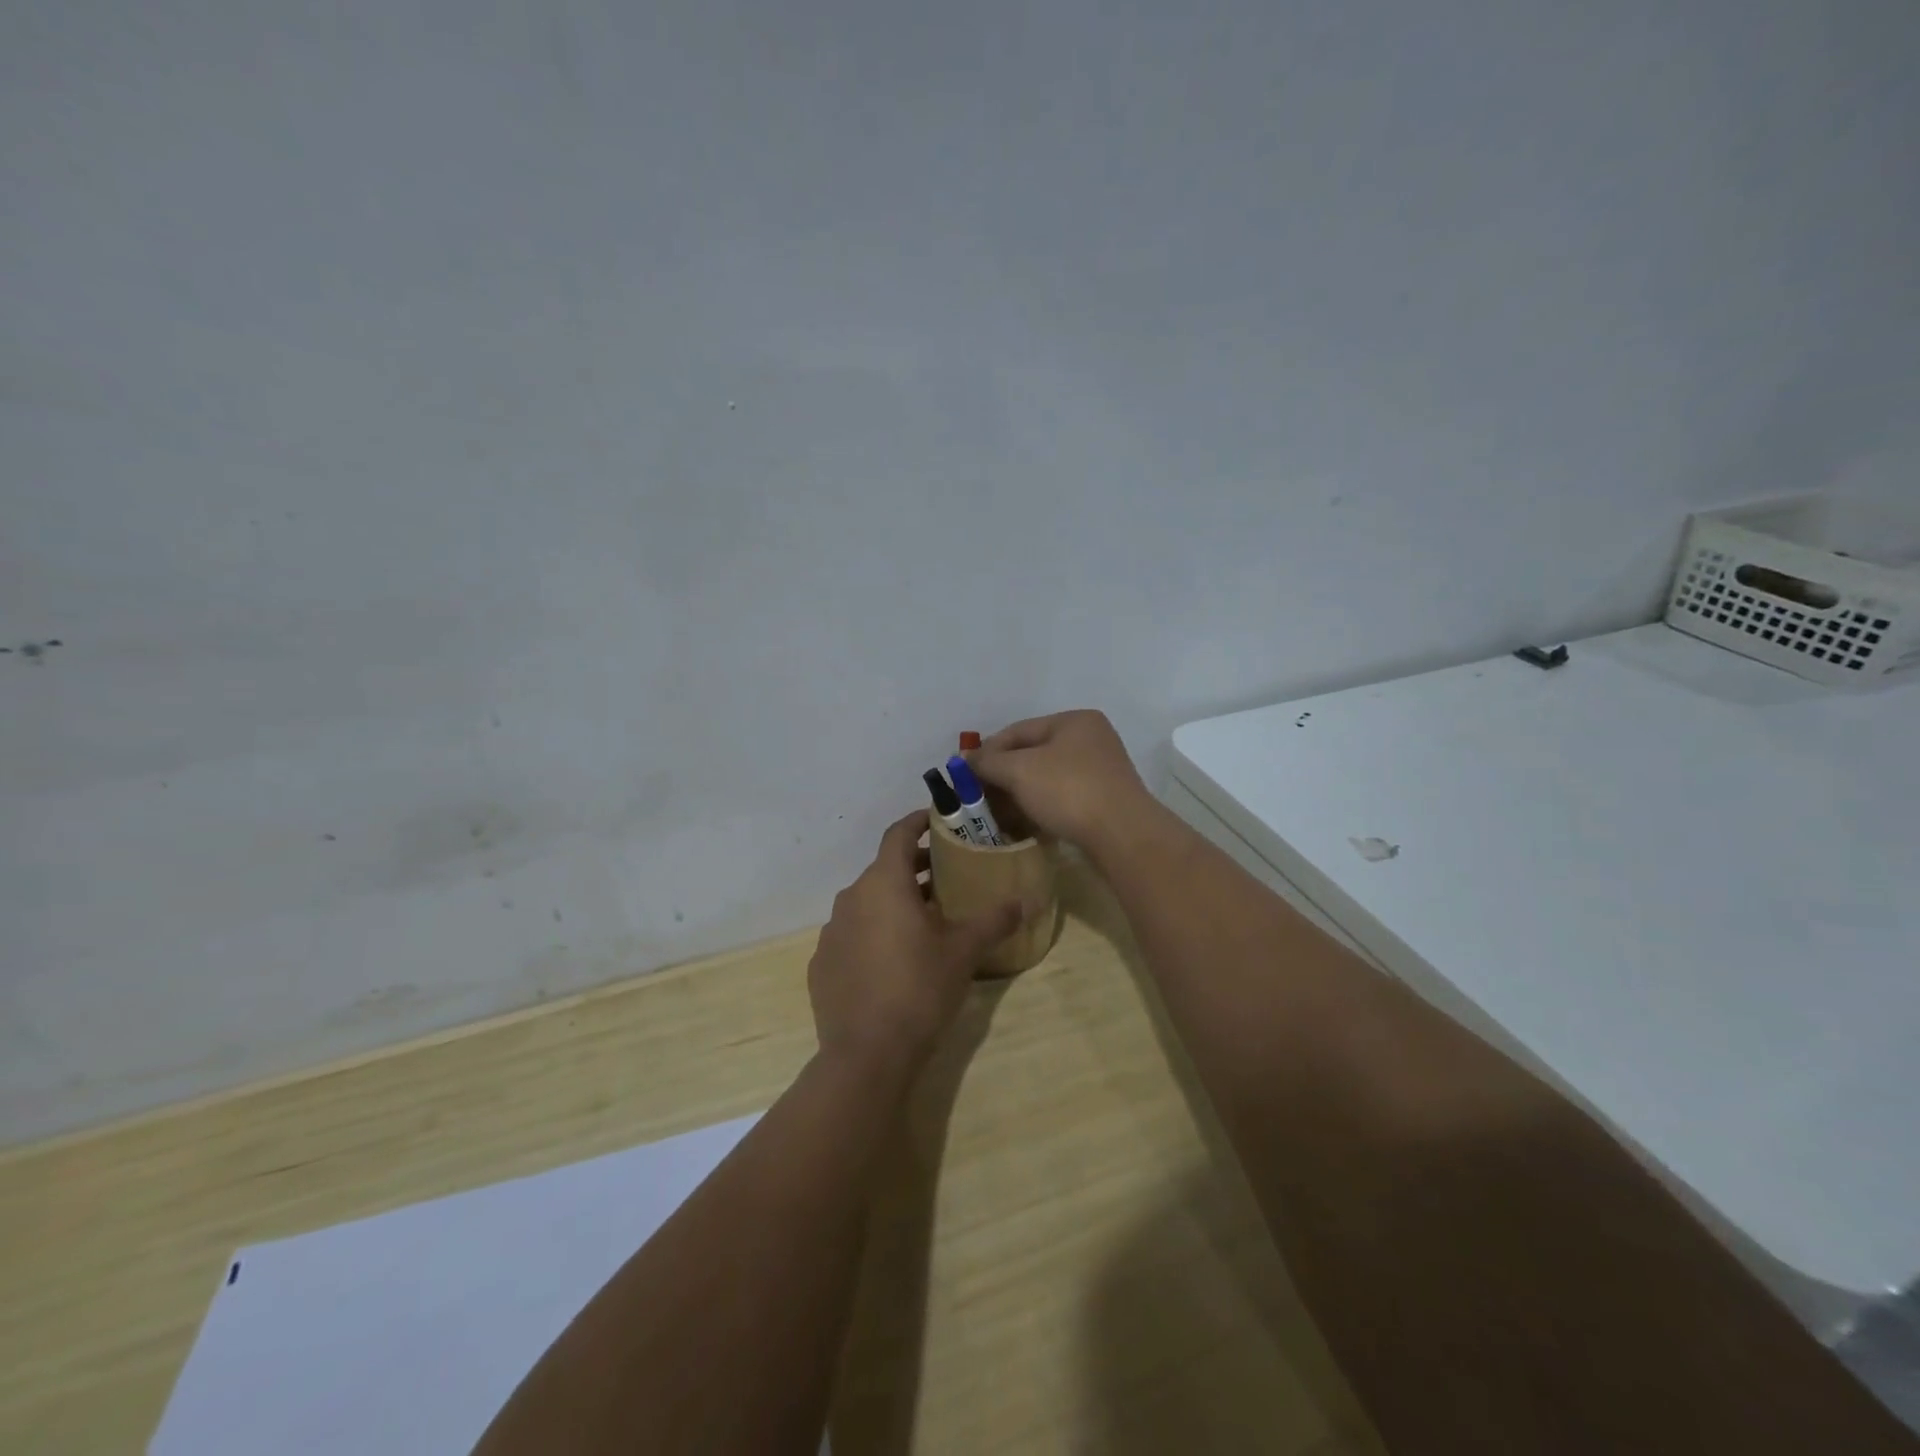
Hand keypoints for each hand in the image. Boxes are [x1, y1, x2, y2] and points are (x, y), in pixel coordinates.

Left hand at [808, 811, 1018, 1076]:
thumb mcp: (963, 952)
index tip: (936, 819)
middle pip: (884, 869)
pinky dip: (873, 932)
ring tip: (924, 919)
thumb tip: (1026, 901)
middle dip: (913, 867)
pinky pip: (852, 934)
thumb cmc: (919, 989)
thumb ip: (994, 920)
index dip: (917, 821)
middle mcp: (851, 898)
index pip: (897, 834)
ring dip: (893, 901)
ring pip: (866, 902)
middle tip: (945, 875)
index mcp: (883, 883)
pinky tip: (893, 959)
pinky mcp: (822, 964)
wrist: (866, 1054)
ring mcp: (832, 932)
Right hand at [970, 710, 1156, 852]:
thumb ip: (988, 762)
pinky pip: (1062, 798)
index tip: (965, 773)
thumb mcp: (1019, 770)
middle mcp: (1091, 739)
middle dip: (1003, 775)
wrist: (1122, 835)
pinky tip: (1024, 823)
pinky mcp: (1104, 801)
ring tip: (997, 813)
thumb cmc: (1069, 790)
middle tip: (978, 795)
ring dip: (1020, 794)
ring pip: (1047, 778)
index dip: (988, 750)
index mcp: (1074, 721)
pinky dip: (1040, 807)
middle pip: (1033, 753)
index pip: (1018, 730)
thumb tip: (965, 760)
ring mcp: (1101, 771)